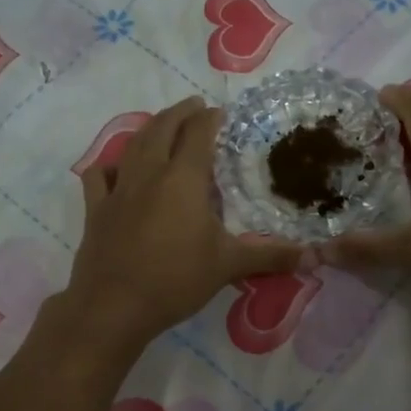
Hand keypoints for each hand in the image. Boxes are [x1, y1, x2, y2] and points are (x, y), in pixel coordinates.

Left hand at [63, 97, 305, 349]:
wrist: (113, 306)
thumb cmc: (175, 279)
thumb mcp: (229, 266)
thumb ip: (270, 256)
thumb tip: (314, 257)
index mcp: (183, 179)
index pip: (198, 134)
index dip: (210, 118)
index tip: (220, 112)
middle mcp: (150, 174)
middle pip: (163, 128)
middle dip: (180, 112)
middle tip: (194, 105)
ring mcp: (119, 190)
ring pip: (132, 144)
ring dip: (149, 128)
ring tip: (162, 125)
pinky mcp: (97, 210)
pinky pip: (100, 175)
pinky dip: (111, 164)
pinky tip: (118, 168)